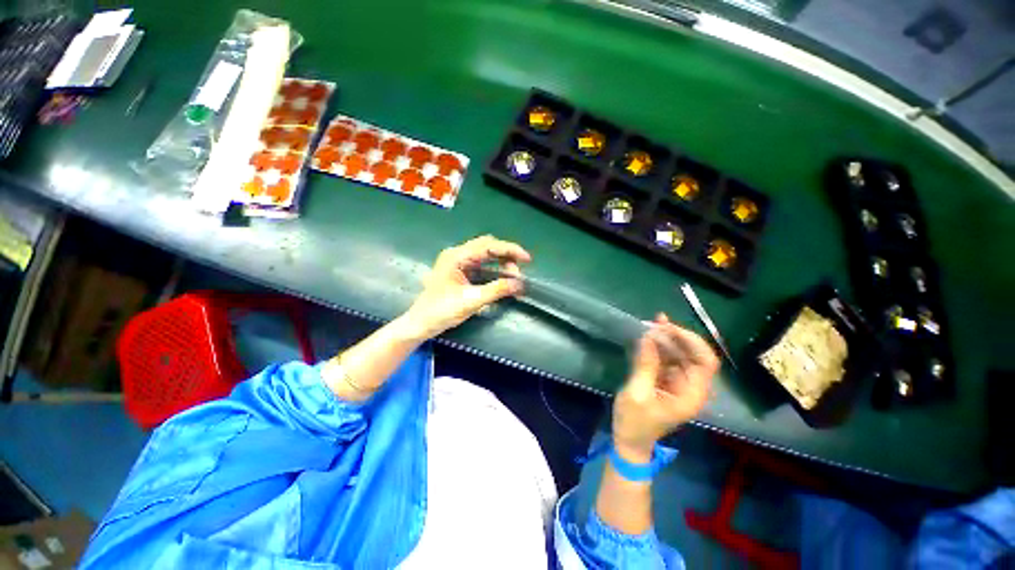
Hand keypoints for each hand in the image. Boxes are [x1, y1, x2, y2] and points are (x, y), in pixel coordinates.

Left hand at [401, 235, 530, 339]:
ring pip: (485, 255)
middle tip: (520, 270)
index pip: (488, 246)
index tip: (527, 259)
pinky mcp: (459, 271)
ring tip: (514, 276)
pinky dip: (494, 269)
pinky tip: (502, 278)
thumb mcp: (471, 301)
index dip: (510, 250)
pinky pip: (481, 264)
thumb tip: (520, 284)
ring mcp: (457, 262)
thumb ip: (496, 290)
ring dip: (501, 263)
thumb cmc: (441, 311)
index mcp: (457, 256)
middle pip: (487, 246)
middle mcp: (457, 254)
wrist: (420, 324)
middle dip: (506, 255)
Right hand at [611, 314, 717, 460]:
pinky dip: (659, 346)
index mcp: (691, 394)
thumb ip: (645, 365)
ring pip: (680, 354)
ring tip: (651, 323)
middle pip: (694, 355)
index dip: (692, 342)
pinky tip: (649, 334)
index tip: (670, 329)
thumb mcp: (637, 393)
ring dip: (667, 338)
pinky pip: (667, 359)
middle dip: (677, 337)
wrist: (629, 440)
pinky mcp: (665, 380)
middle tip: (656, 322)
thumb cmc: (635, 422)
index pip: (706, 362)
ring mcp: (678, 382)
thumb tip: (649, 337)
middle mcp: (690, 386)